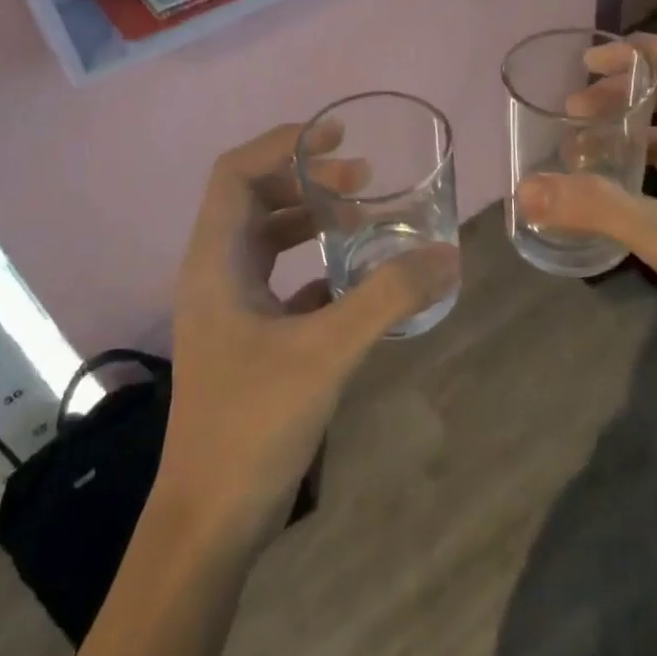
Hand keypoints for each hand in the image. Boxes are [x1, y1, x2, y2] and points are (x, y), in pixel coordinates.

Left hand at [159, 123, 458, 540]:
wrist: (209, 519)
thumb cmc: (252, 424)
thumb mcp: (328, 351)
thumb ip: (388, 297)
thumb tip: (447, 254)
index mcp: (215, 261)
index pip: (235, 173)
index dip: (282, 144)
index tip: (335, 136)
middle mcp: (214, 273)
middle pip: (252, 197)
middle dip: (305, 178)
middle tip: (361, 177)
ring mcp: (227, 306)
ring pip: (266, 237)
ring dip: (310, 218)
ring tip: (363, 215)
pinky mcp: (245, 335)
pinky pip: (280, 277)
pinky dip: (314, 262)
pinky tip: (355, 275)